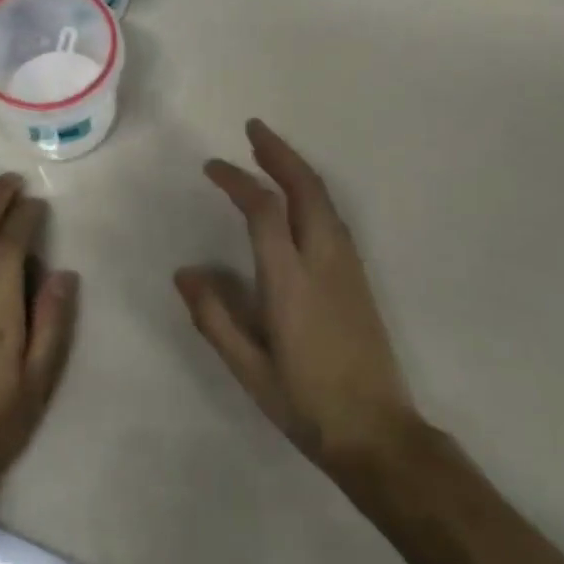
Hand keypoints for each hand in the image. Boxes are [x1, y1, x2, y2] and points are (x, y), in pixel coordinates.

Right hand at [177, 120, 417, 479]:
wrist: (378, 434)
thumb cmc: (306, 404)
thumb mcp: (249, 368)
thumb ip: (214, 316)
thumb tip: (184, 272)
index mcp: (291, 281)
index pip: (264, 210)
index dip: (238, 181)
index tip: (212, 167)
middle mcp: (323, 260)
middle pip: (305, 188)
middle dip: (279, 153)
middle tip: (254, 129)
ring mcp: (347, 265)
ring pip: (324, 198)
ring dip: (297, 168)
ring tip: (270, 152)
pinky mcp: (359, 276)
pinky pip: (333, 216)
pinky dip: (311, 190)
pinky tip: (298, 196)